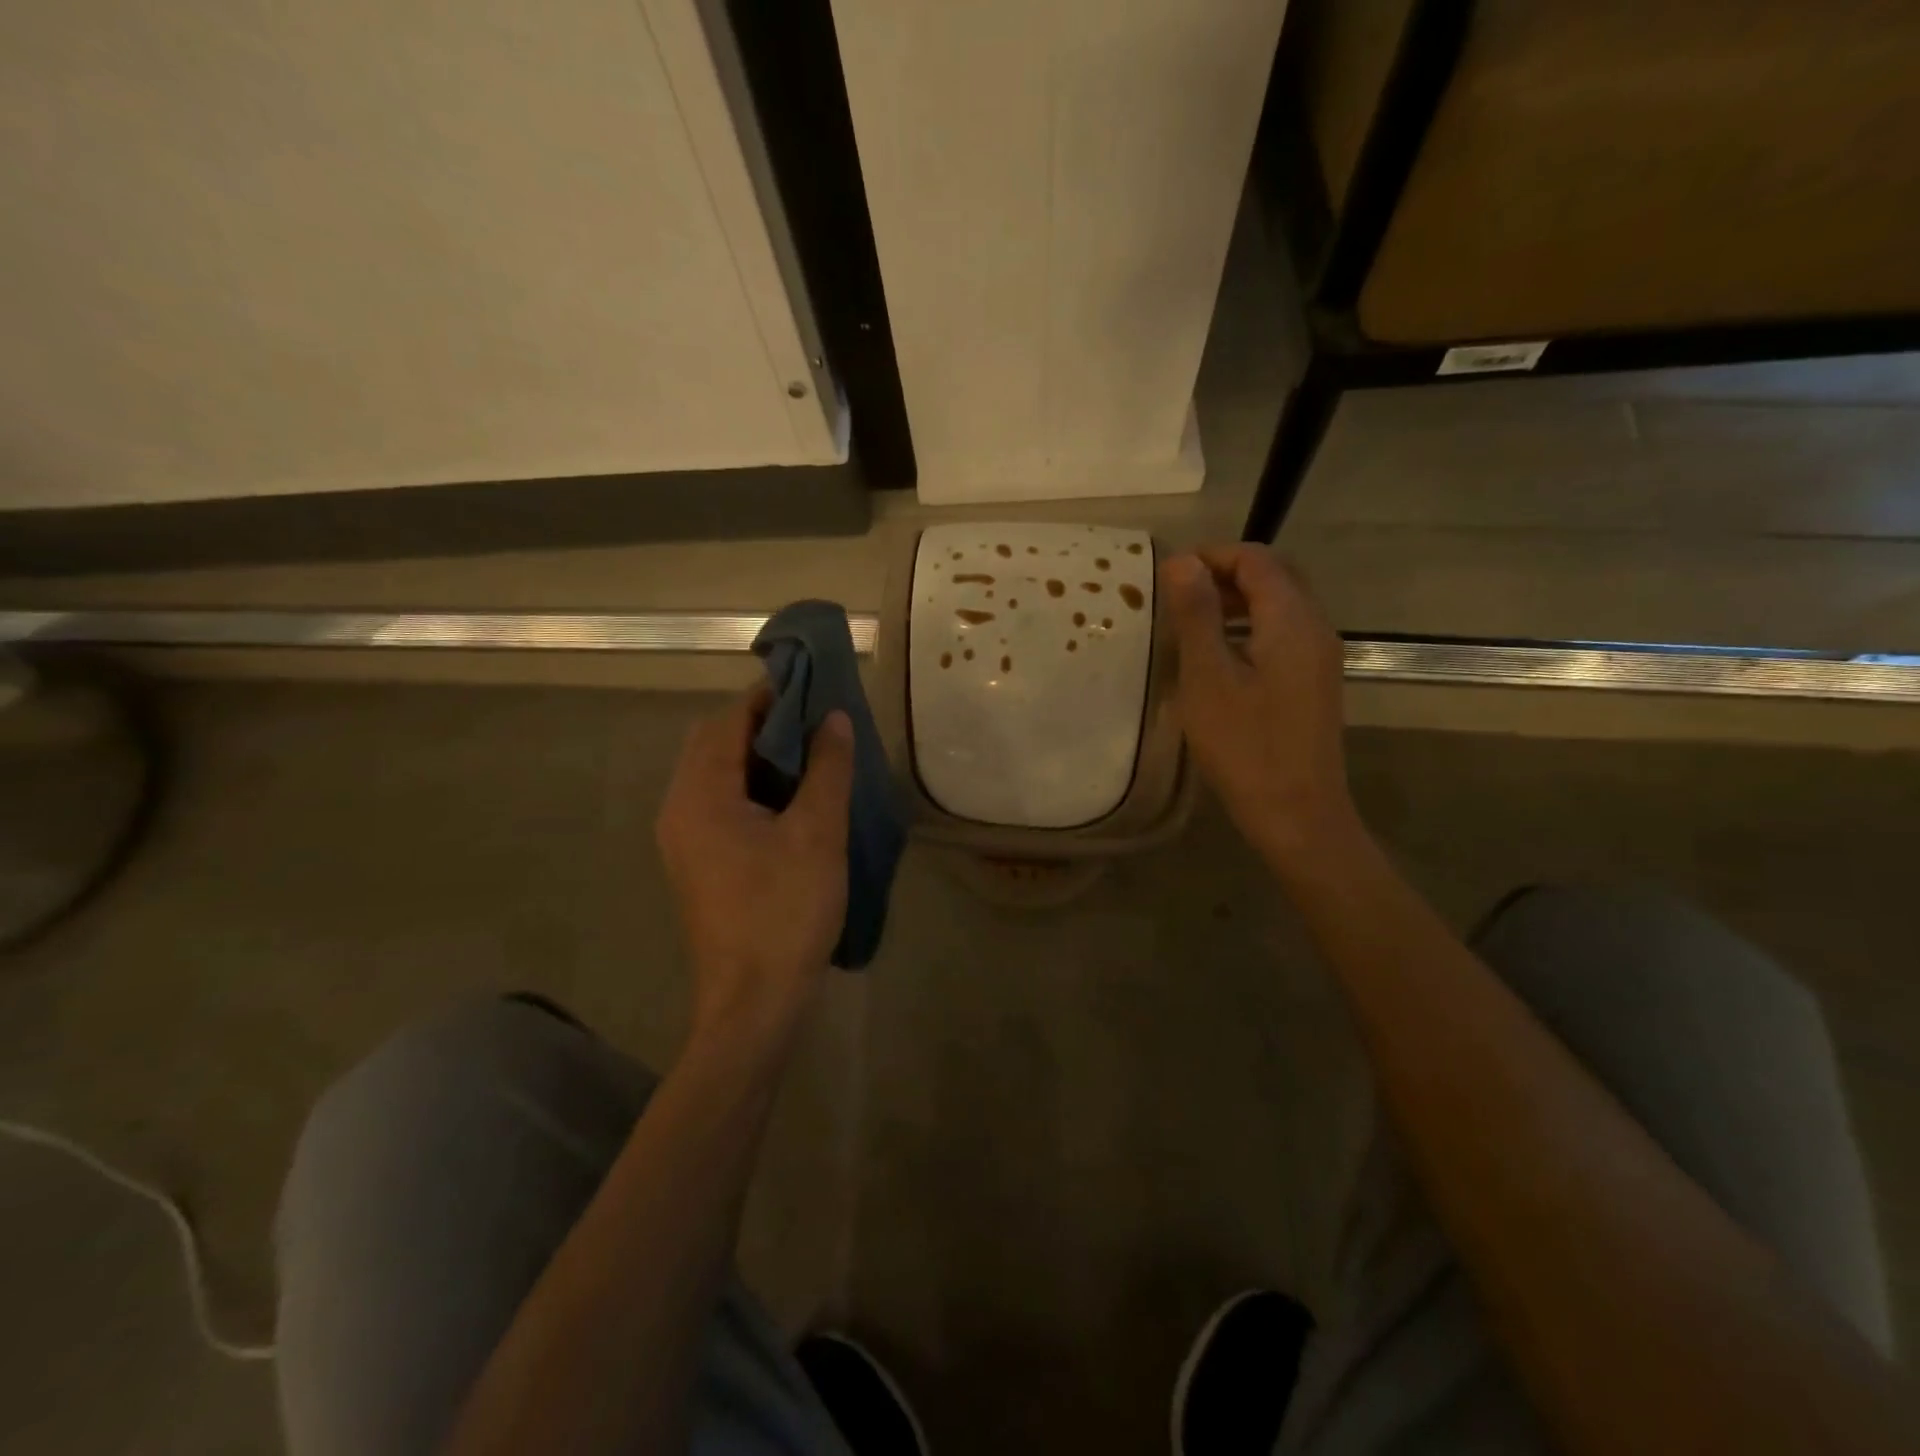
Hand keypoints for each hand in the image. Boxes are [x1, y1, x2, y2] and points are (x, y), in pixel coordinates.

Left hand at [656, 687, 853, 1056]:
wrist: (753, 1003)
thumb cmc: (785, 912)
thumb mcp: (817, 834)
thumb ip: (826, 768)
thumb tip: (834, 717)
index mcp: (700, 795)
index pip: (728, 721)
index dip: (769, 696)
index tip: (813, 685)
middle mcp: (679, 810)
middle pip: (716, 743)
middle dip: (764, 724)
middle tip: (816, 722)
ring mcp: (684, 840)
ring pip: (718, 775)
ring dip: (760, 757)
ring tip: (813, 755)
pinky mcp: (698, 864)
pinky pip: (721, 804)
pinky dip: (754, 788)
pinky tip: (794, 800)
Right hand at [1161, 545, 1361, 869]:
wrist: (1298, 813)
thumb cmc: (1245, 745)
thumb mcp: (1208, 677)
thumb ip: (1196, 615)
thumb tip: (1182, 562)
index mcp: (1291, 620)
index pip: (1256, 560)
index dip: (1211, 556)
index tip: (1167, 574)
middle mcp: (1315, 628)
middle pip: (1274, 576)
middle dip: (1225, 573)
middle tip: (1178, 593)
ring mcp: (1319, 657)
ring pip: (1280, 605)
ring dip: (1237, 600)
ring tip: (1191, 620)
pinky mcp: (1314, 682)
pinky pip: (1283, 634)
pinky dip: (1250, 626)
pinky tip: (1219, 655)